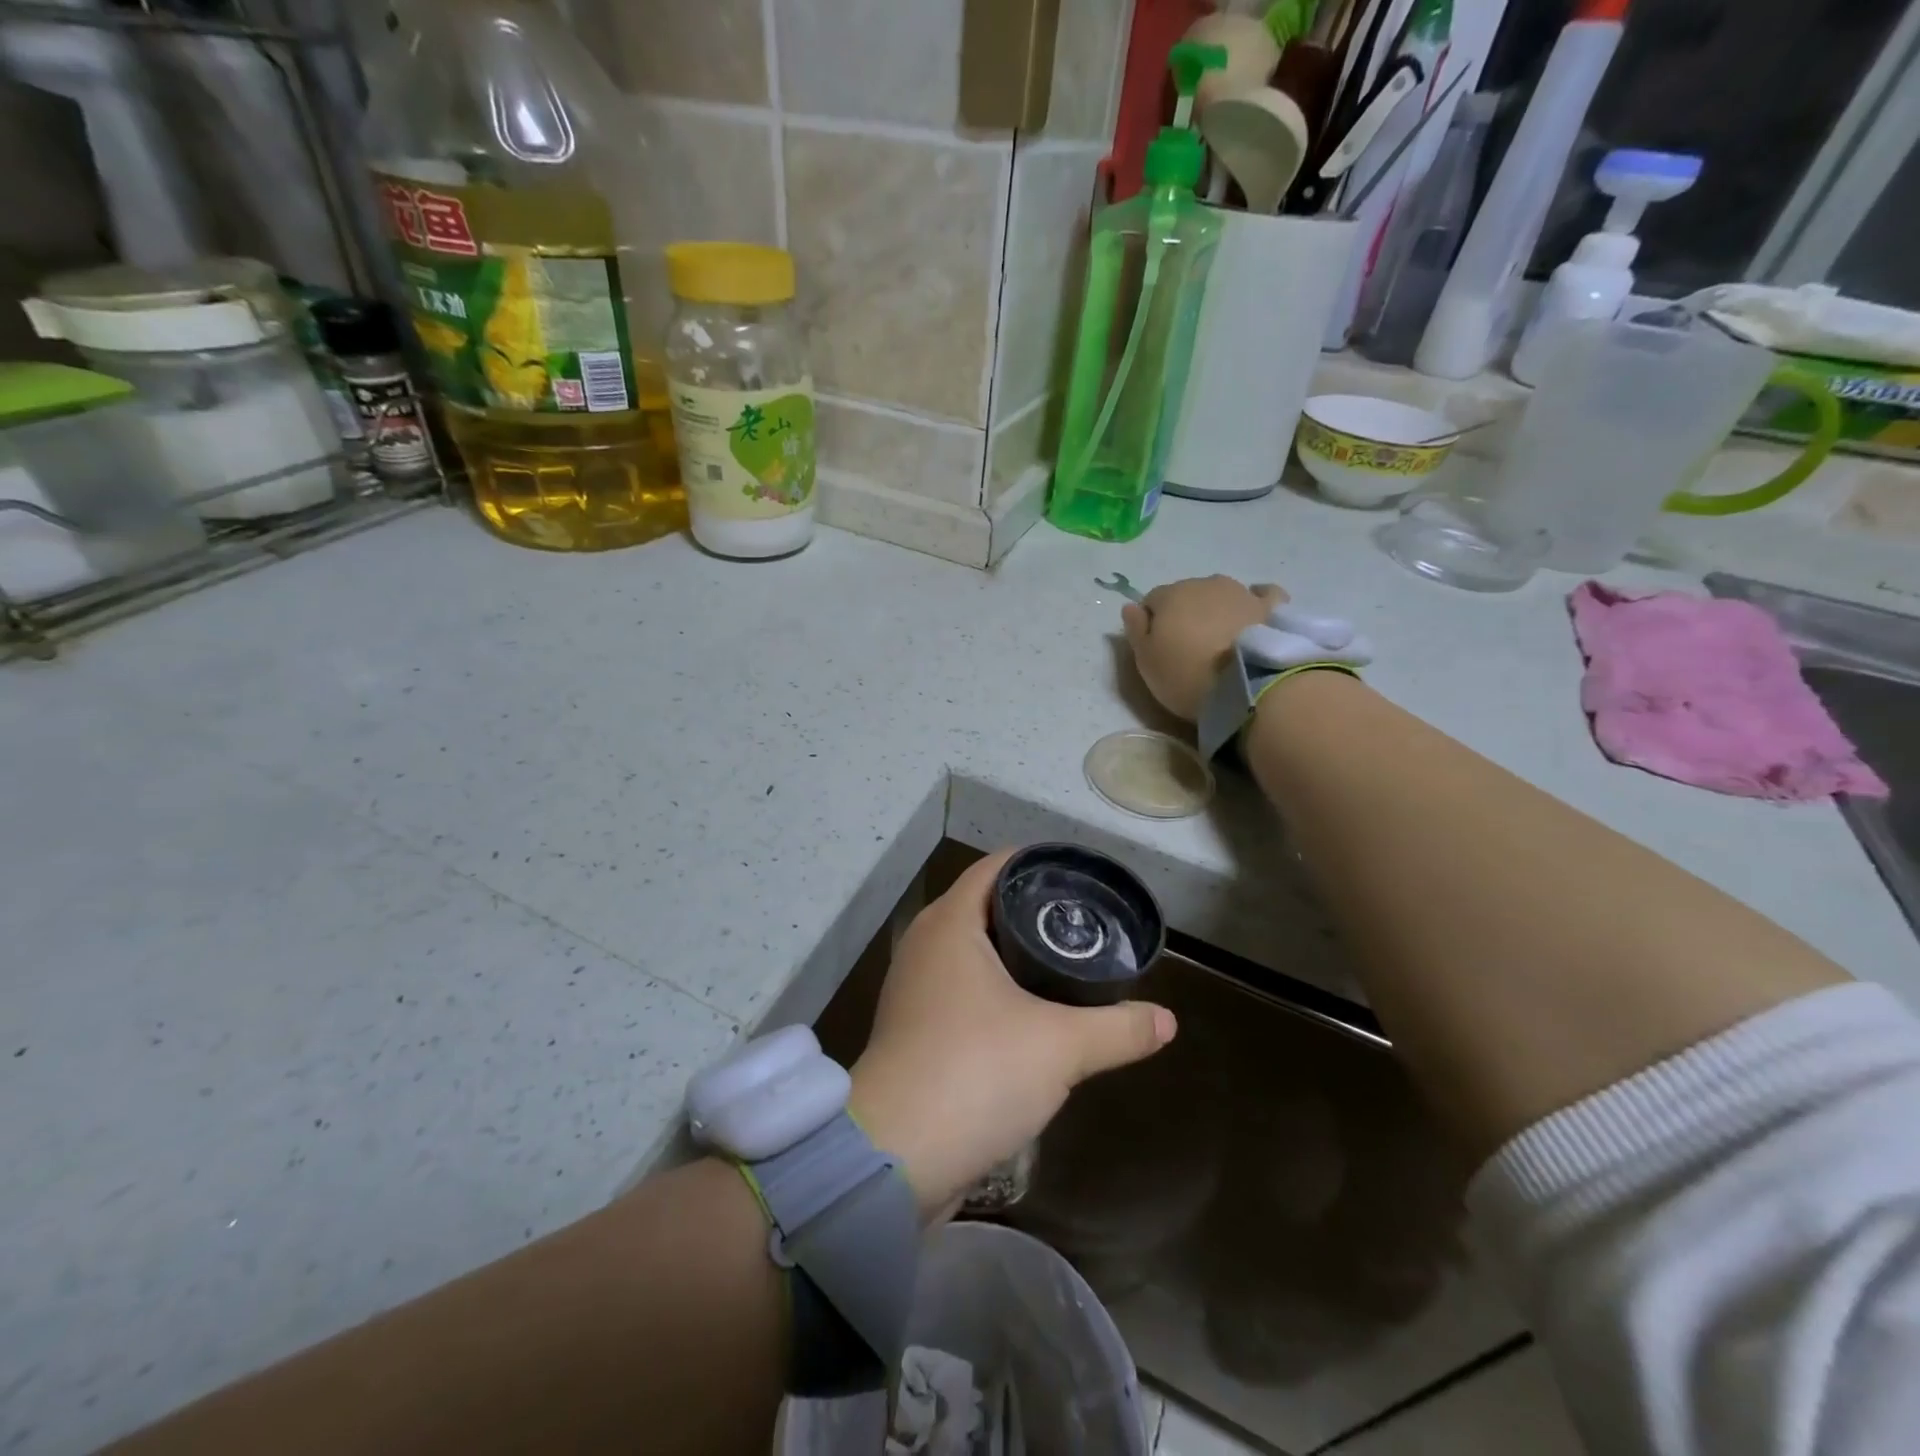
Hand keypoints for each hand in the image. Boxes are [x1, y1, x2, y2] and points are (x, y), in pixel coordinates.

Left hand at [850, 850, 1176, 1215]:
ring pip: (972, 951)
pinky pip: (961, 988)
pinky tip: (1029, 1013)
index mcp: (950, 923)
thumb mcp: (1061, 1047)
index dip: (1039, 863)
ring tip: (1065, 965)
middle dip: (1033, 911)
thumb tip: (1167, 1021)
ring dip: (1013, 954)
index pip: (996, 867)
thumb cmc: (975, 1072)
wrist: (895, 1156)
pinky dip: (994, 989)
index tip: (1082, 878)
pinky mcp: (913, 1027)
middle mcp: (925, 944)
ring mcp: (914, 987)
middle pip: (985, 906)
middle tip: (1085, 924)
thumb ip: (1119, 1029)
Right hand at [1122, 576, 1287, 722]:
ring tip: (1220, 638)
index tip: (1157, 647)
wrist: (1247, 685)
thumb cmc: (1186, 675)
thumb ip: (1136, 630)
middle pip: (1187, 594)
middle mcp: (1205, 584)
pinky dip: (1254, 601)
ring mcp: (1241, 592)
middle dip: (1185, 614)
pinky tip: (1253, 613)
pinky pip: (1262, 595)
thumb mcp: (1146, 661)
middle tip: (1188, 647)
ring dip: (1216, 609)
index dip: (1152, 623)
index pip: (1152, 600)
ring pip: (1221, 593)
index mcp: (1170, 596)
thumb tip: (1130, 606)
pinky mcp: (1271, 607)